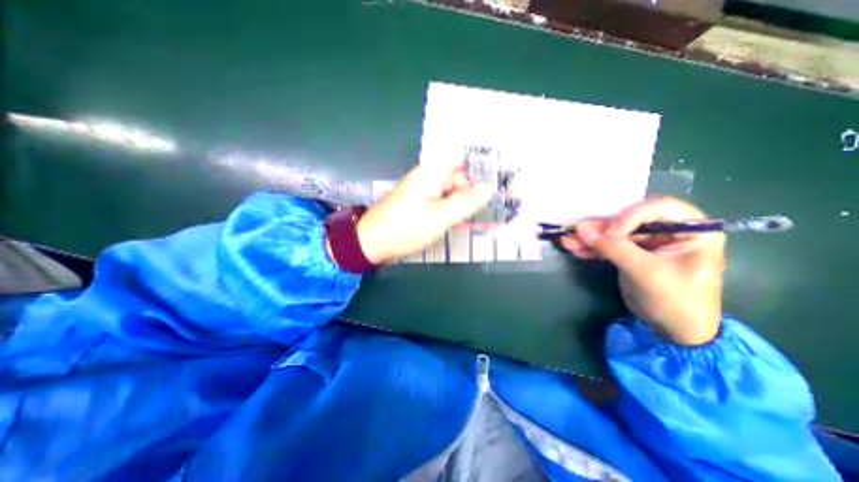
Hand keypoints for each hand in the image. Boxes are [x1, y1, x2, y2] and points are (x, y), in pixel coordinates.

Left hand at [356, 164, 493, 264]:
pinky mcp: (423, 206)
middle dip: (478, 190)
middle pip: (460, 178)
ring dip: (470, 203)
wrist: (373, 243)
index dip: (481, 166)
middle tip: (500, 203)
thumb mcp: (438, 217)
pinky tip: (470, 221)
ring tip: (490, 216)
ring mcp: (426, 193)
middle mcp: (429, 179)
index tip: (501, 179)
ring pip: (454, 193)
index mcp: (431, 173)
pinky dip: (458, 211)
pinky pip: (446, 204)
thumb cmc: (405, 229)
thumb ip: (465, 202)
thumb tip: (489, 187)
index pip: (463, 160)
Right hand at [564, 197, 723, 346]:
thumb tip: (581, 228)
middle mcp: (668, 231)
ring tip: (567, 240)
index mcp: (690, 230)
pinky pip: (608, 245)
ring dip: (590, 237)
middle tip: (577, 232)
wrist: (673, 333)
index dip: (629, 216)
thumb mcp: (647, 273)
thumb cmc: (676, 302)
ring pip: (614, 233)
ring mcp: (646, 243)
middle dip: (601, 227)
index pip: (657, 208)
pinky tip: (572, 247)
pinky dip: (590, 247)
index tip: (608, 233)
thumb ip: (615, 248)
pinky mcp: (630, 254)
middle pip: (629, 219)